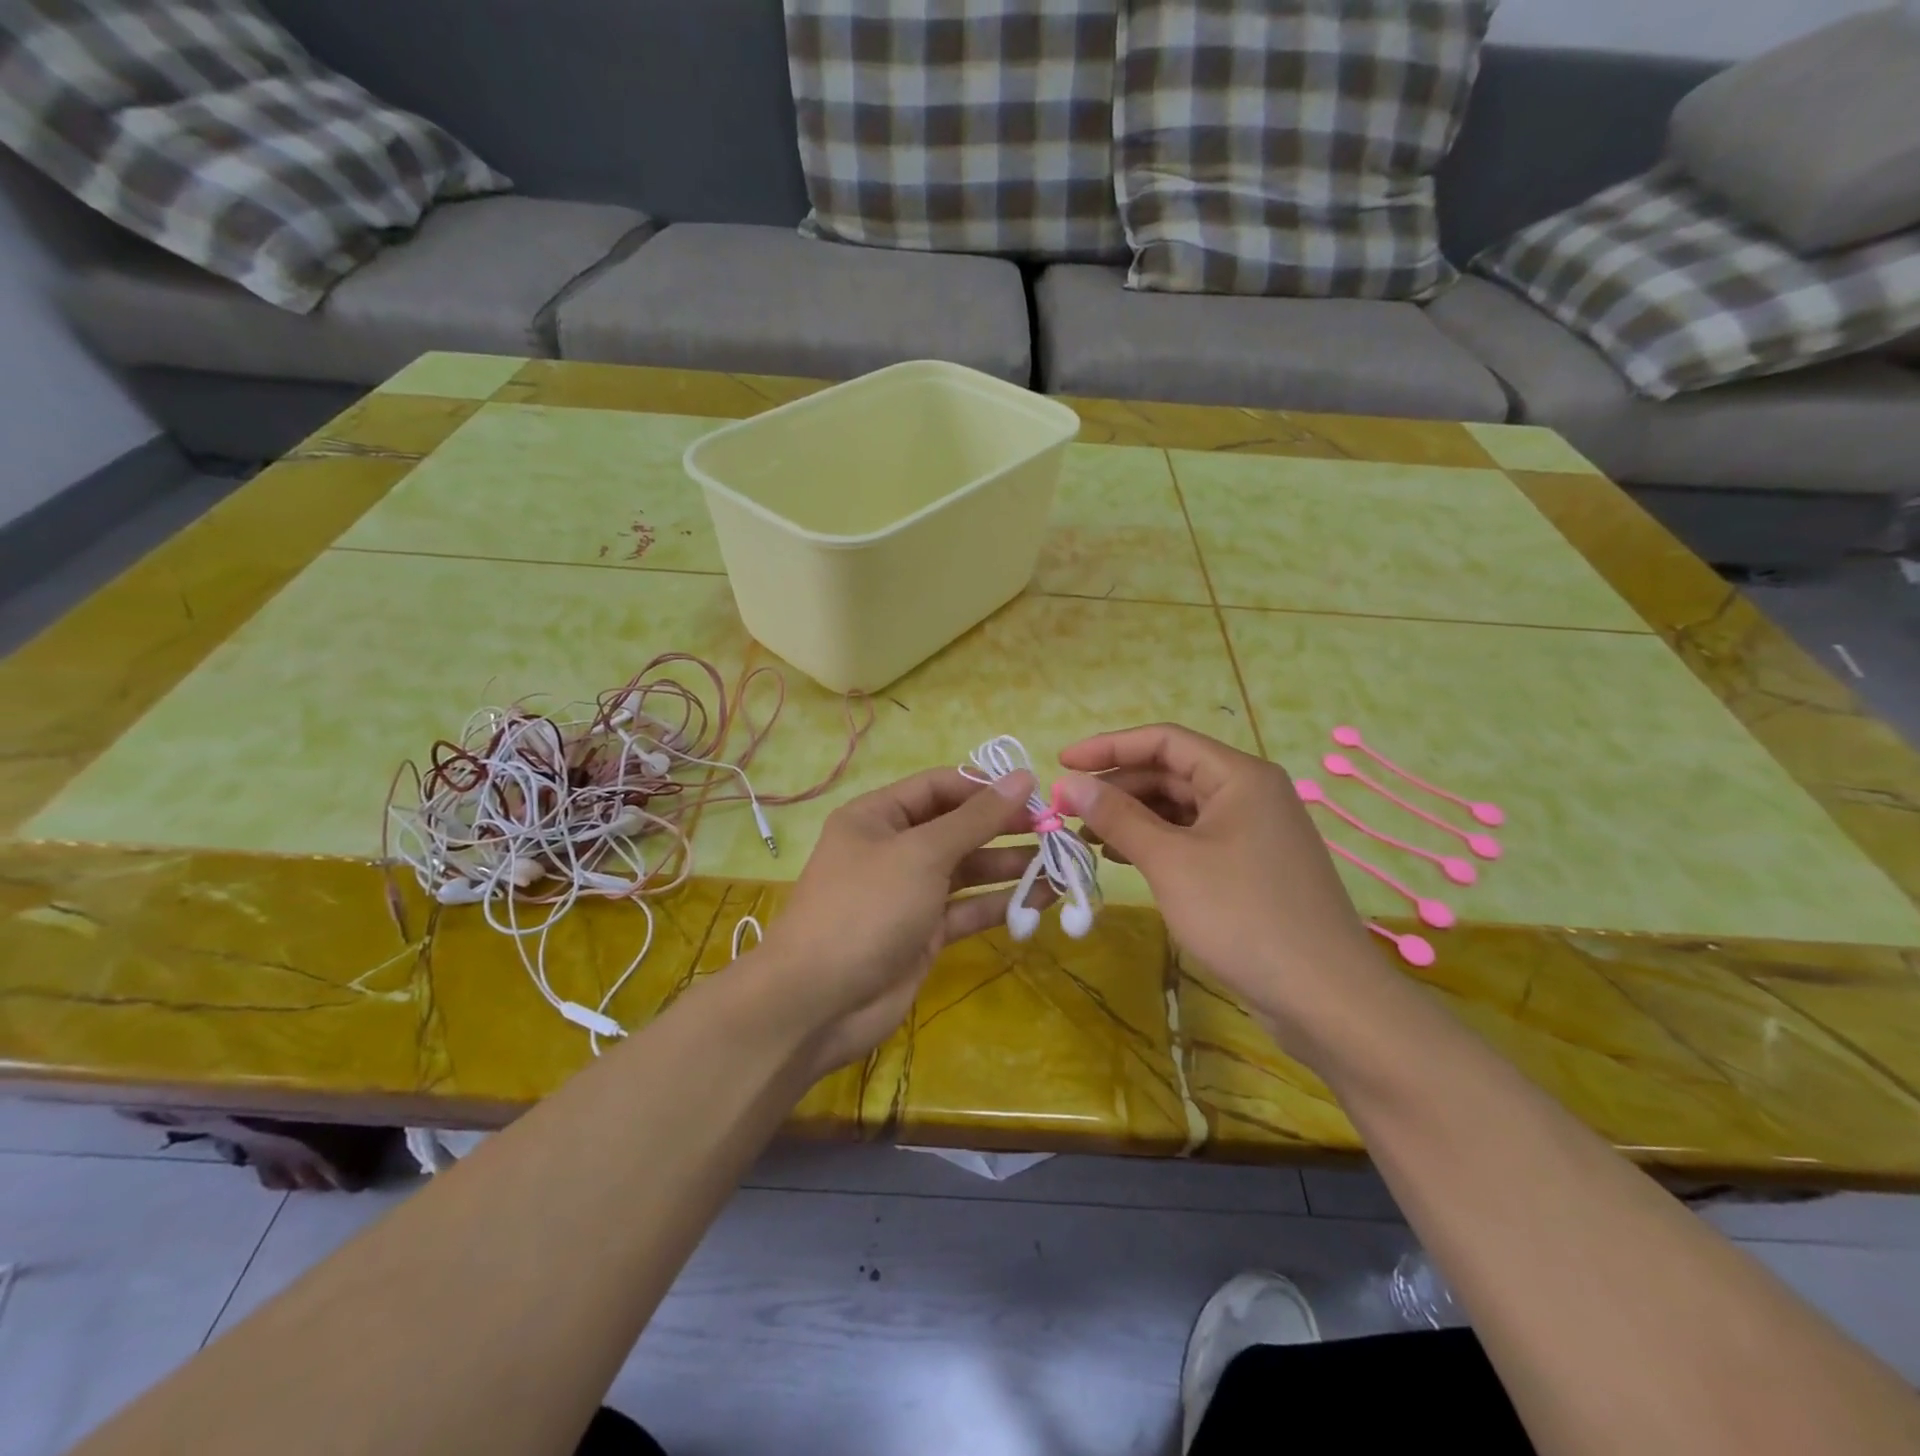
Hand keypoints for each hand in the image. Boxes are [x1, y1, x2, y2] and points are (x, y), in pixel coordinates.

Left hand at [753, 767, 1037, 1076]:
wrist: (817, 1002)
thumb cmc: (866, 908)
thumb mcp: (922, 853)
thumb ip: (975, 818)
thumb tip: (1023, 777)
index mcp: (879, 816)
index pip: (939, 786)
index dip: (985, 787)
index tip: (1033, 793)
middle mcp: (894, 848)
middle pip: (957, 827)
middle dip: (1004, 827)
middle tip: (1055, 830)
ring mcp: (909, 893)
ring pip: (967, 870)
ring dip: (1010, 866)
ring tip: (1060, 865)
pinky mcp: (923, 933)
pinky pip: (967, 908)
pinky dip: (1001, 903)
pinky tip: (1042, 899)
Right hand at [1057, 724, 1380, 1041]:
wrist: (1325, 998)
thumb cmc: (1244, 916)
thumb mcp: (1171, 862)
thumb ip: (1118, 816)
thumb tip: (1070, 782)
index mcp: (1239, 776)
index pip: (1164, 741)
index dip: (1109, 746)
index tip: (1062, 762)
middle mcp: (1249, 793)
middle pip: (1171, 772)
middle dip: (1117, 787)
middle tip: (1067, 810)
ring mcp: (1252, 831)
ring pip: (1180, 808)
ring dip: (1132, 816)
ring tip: (1085, 835)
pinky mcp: (1250, 866)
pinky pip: (1193, 838)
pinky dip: (1155, 842)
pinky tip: (1122, 857)